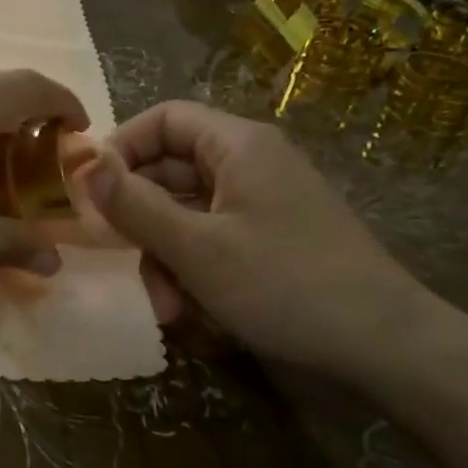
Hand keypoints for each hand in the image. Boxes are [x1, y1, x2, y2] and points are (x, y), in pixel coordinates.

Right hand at [83, 101, 436, 381]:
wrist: (386, 347)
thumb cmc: (284, 285)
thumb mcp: (195, 248)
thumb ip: (133, 205)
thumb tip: (82, 163)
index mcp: (238, 145)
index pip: (163, 119)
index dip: (121, 147)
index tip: (89, 191)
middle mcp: (251, 163)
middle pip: (172, 170)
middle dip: (142, 220)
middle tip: (120, 260)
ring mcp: (265, 203)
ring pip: (190, 213)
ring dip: (166, 257)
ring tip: (167, 309)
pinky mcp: (274, 238)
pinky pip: (216, 239)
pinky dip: (196, 270)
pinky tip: (193, 313)